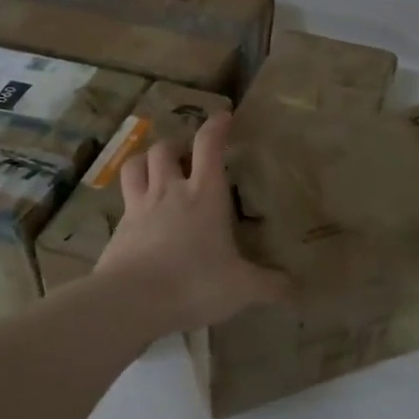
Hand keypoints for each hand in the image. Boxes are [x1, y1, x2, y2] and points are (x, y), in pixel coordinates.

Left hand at [96, 111, 290, 331]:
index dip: (216, 126)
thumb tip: (299, 290)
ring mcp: (139, 207)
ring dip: (147, 160)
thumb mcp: (241, 288)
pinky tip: (140, 211)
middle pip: (165, 149)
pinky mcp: (119, 228)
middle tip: (187, 154)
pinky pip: (123, 199)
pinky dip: (132, 195)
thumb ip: (270, 286)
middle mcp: (170, 191)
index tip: (223, 116)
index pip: (208, 146)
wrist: (130, 302)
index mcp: (204, 195)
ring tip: (157, 168)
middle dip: (177, 144)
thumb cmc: (193, 283)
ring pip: (136, 165)